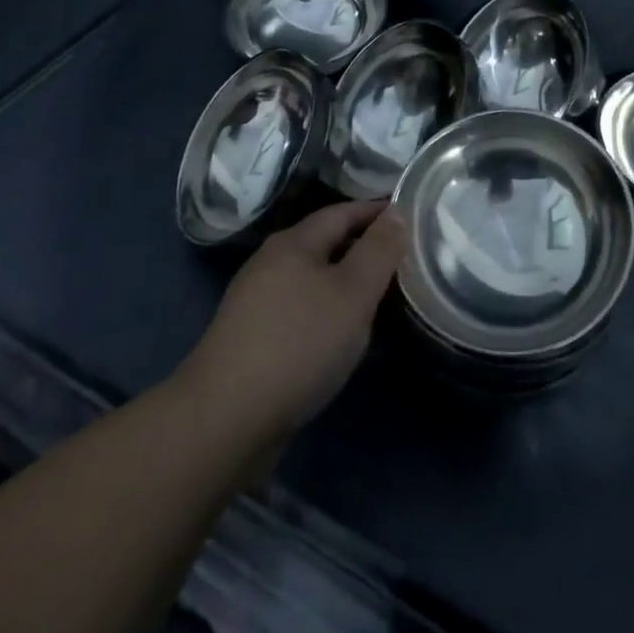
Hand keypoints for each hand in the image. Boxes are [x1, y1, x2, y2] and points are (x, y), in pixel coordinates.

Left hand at [177, 201, 405, 446]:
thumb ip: (379, 251)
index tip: (409, 216)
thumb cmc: (298, 344)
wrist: (224, 421)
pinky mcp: (253, 342)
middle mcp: (271, 264)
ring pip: (314, 282)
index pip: (342, 212)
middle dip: (363, 249)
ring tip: (383, 300)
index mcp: (293, 243)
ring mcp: (258, 304)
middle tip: (403, 260)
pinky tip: (345, 340)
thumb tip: (397, 211)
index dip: (376, 211)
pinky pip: (303, 314)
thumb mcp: (352, 294)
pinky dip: (329, 316)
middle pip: (326, 245)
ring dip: (347, 286)